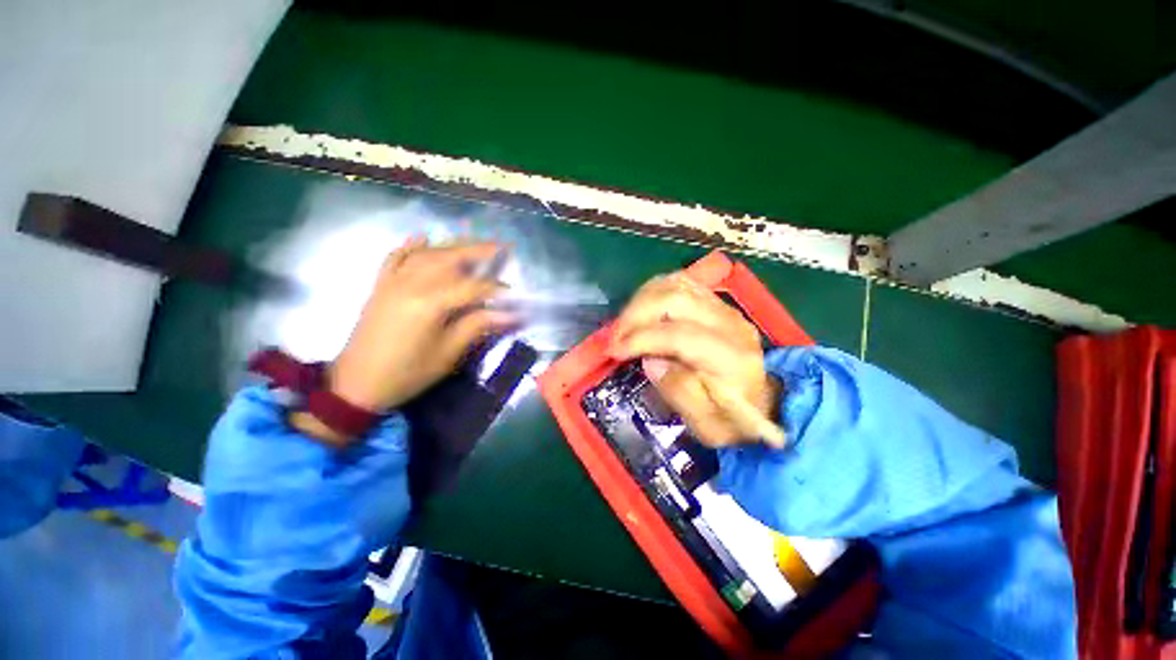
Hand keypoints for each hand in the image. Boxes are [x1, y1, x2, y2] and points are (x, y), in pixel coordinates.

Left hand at [293, 238, 516, 443]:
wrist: (356, 385)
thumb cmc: (408, 373)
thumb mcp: (448, 354)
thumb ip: (477, 326)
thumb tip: (509, 315)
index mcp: (429, 303)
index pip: (472, 287)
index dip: (496, 289)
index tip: (514, 293)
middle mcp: (410, 284)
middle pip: (449, 258)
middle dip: (478, 250)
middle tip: (501, 246)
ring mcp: (392, 282)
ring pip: (426, 254)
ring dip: (452, 245)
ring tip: (473, 242)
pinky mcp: (381, 286)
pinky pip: (395, 258)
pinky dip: (410, 246)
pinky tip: (422, 237)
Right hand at [608, 273, 780, 446]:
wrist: (762, 403)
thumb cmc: (732, 419)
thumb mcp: (707, 425)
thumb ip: (680, 392)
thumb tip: (651, 361)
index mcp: (731, 358)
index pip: (680, 335)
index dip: (642, 339)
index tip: (614, 351)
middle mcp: (730, 324)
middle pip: (676, 298)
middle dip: (636, 315)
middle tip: (615, 337)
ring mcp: (723, 308)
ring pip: (676, 284)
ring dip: (641, 300)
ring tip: (624, 324)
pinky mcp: (715, 303)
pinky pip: (680, 284)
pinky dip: (653, 293)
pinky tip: (641, 310)